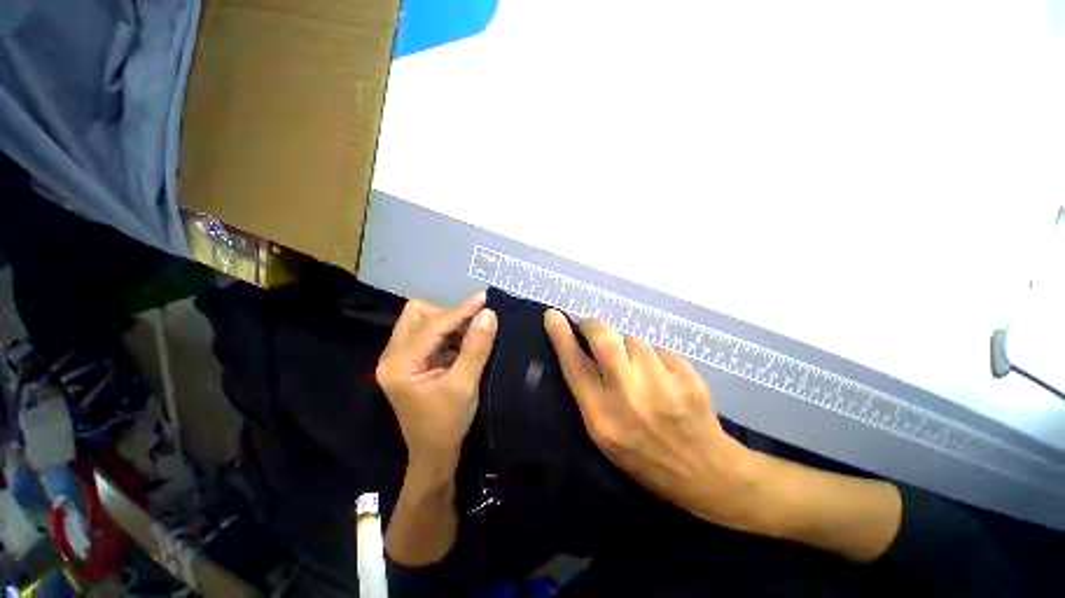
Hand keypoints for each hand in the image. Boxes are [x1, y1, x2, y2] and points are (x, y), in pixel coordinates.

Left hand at [377, 293, 496, 473]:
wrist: (434, 452)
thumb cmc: (447, 423)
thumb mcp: (465, 385)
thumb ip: (476, 347)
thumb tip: (488, 314)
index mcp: (399, 364)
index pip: (432, 326)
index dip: (460, 311)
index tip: (483, 298)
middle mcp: (392, 356)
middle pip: (417, 315)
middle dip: (447, 314)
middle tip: (473, 323)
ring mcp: (399, 358)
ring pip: (422, 322)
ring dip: (448, 323)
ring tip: (470, 334)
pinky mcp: (410, 361)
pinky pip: (428, 334)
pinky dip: (447, 333)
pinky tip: (463, 342)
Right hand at [544, 310, 754, 527]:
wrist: (704, 471)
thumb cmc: (643, 455)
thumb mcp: (604, 434)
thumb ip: (589, 392)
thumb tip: (579, 350)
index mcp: (602, 417)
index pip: (575, 366)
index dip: (561, 337)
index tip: (553, 316)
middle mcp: (628, 397)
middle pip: (604, 339)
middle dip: (594, 325)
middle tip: (592, 327)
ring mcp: (661, 385)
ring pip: (635, 341)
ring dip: (631, 349)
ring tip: (640, 371)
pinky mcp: (687, 377)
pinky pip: (660, 351)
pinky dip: (656, 359)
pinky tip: (665, 380)